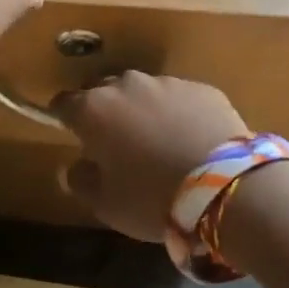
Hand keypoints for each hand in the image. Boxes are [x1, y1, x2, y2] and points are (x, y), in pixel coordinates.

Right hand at [54, 72, 248, 241]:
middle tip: (115, 142)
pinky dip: (177, 113)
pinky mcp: (201, 88)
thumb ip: (81, 181)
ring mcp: (166, 83)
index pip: (64, 103)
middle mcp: (126, 85)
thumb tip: (73, 167)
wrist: (224, 186)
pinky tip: (191, 140)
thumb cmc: (151, 198)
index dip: (64, 117)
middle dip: (104, 111)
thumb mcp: (106, 204)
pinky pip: (179, 98)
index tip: (72, 133)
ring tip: (158, 141)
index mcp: (94, 110)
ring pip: (143, 91)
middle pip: (103, 91)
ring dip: (142, 110)